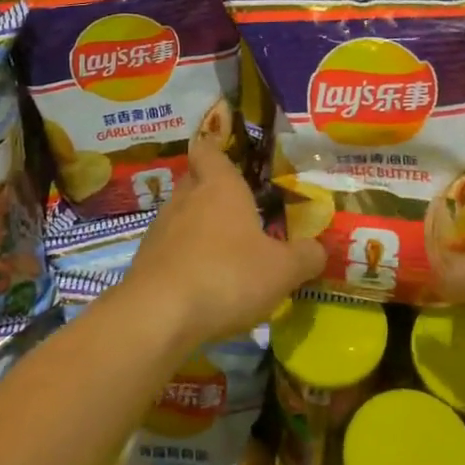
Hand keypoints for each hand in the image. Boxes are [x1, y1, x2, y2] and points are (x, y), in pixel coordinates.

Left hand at [115, 138, 325, 352]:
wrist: (158, 316)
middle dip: (212, 190)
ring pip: (180, 216)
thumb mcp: (282, 271)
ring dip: (198, 227)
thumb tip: (319, 249)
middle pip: (194, 180)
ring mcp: (160, 229)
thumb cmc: (227, 276)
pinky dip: (183, 258)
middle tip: (238, 208)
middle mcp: (186, 198)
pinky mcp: (144, 262)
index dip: (215, 148)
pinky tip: (201, 282)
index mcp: (219, 186)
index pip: (208, 150)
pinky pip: (169, 249)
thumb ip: (305, 257)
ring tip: (223, 250)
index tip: (226, 154)